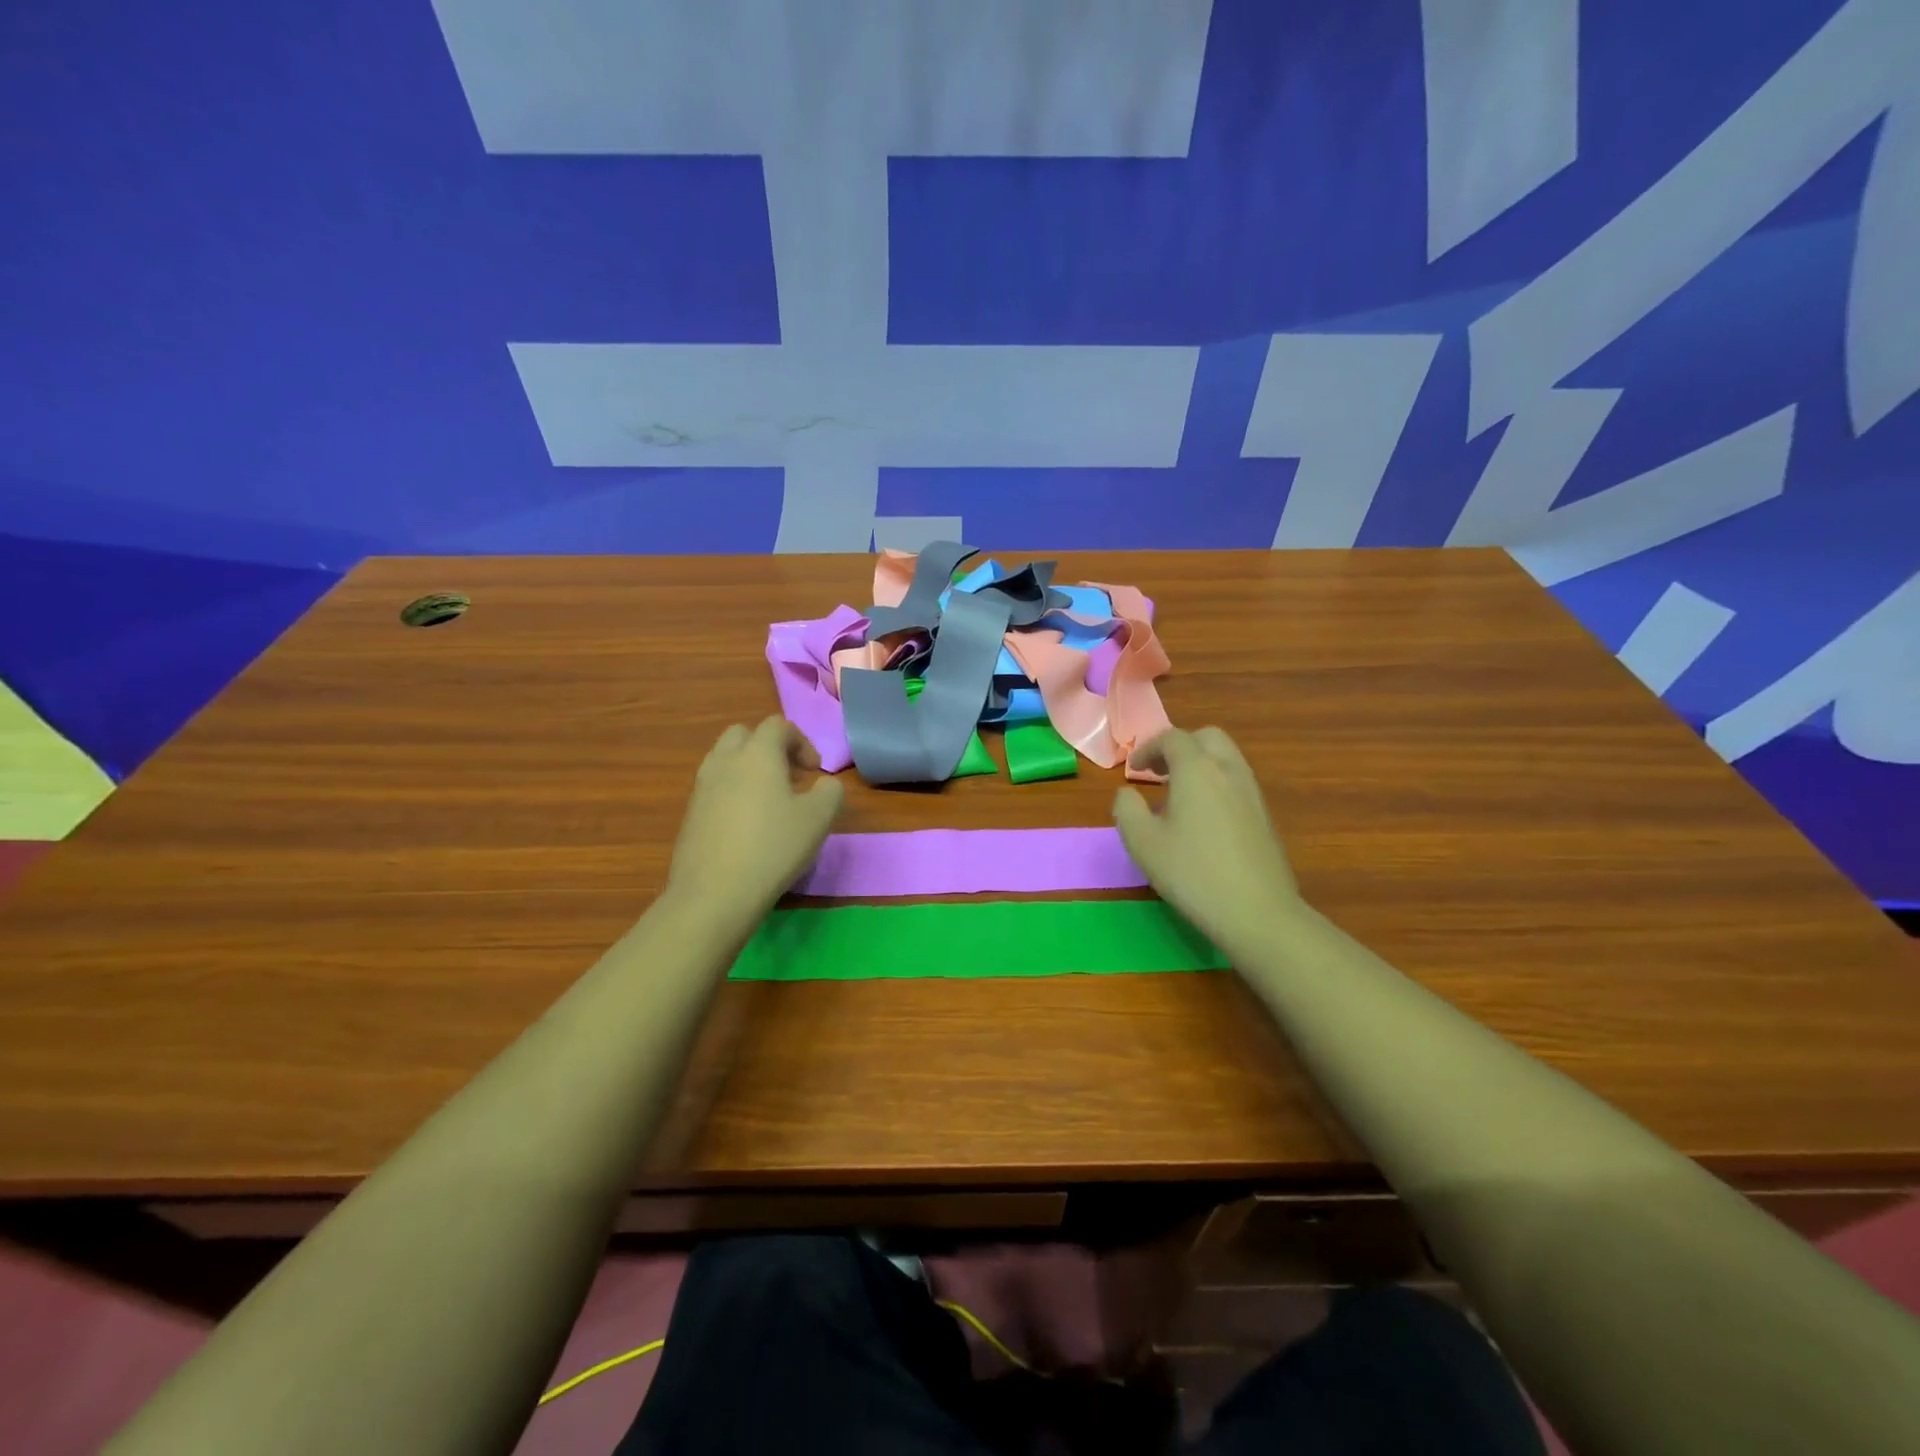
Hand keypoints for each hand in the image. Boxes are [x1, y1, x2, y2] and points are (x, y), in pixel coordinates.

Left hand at [667, 717, 844, 925]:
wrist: (714, 894)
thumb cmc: (773, 848)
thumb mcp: (819, 818)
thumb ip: (830, 791)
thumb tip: (824, 784)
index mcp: (757, 754)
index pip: (778, 725)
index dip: (801, 742)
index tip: (815, 772)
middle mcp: (725, 762)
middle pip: (744, 735)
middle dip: (769, 748)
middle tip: (789, 777)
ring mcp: (702, 788)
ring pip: (725, 760)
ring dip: (748, 769)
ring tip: (769, 801)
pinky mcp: (690, 815)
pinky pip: (714, 788)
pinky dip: (733, 793)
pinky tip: (747, 826)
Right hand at [1112, 726, 1303, 956]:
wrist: (1257, 912)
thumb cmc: (1192, 873)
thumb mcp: (1142, 842)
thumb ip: (1127, 809)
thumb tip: (1127, 793)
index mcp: (1197, 769)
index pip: (1172, 738)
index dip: (1148, 748)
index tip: (1133, 769)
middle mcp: (1229, 770)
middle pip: (1207, 738)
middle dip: (1180, 747)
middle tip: (1159, 772)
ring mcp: (1252, 792)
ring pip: (1226, 758)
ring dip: (1200, 764)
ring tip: (1178, 795)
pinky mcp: (1265, 816)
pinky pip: (1236, 782)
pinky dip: (1216, 783)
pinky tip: (1203, 819)